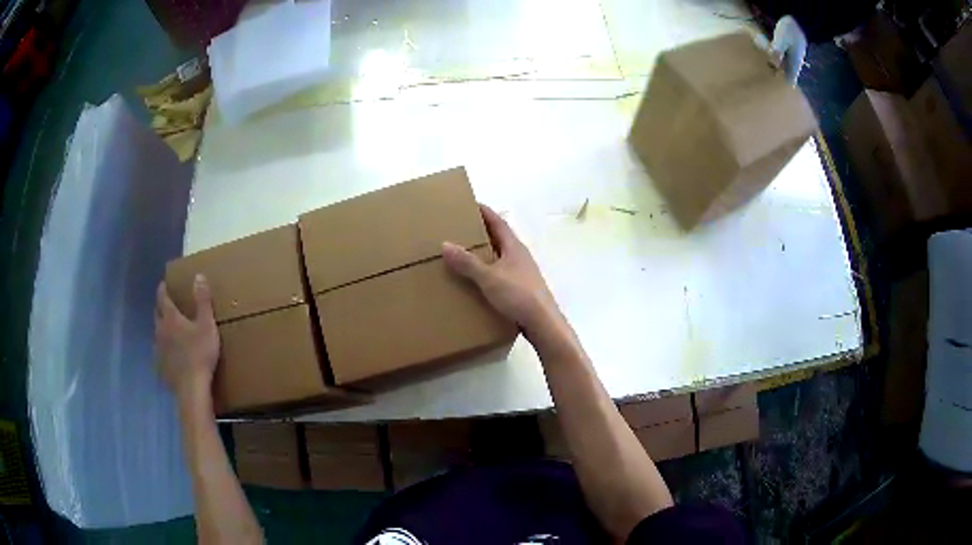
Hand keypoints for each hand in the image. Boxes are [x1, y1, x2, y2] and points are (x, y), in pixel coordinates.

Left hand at [155, 275, 219, 402]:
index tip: (163, 284)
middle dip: (160, 308)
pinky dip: (162, 350)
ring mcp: (158, 350)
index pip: (162, 298)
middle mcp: (160, 330)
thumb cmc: (200, 353)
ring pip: (156, 334)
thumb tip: (198, 275)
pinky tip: (168, 356)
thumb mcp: (207, 325)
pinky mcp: (160, 366)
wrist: (191, 387)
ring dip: (161, 330)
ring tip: (168, 331)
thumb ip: (202, 301)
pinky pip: (159, 353)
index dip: (163, 290)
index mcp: (171, 318)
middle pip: (157, 315)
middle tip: (166, 305)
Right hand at [443, 204, 560, 335]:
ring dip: (486, 253)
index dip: (485, 212)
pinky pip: (502, 273)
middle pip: (500, 238)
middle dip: (483, 232)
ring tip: (466, 254)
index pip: (498, 222)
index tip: (471, 203)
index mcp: (514, 247)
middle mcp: (520, 256)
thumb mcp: (489, 277)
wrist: (543, 323)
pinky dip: (490, 271)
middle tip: (462, 229)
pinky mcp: (523, 289)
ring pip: (501, 257)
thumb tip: (445, 244)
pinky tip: (479, 280)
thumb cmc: (518, 295)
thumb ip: (467, 262)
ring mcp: (523, 273)